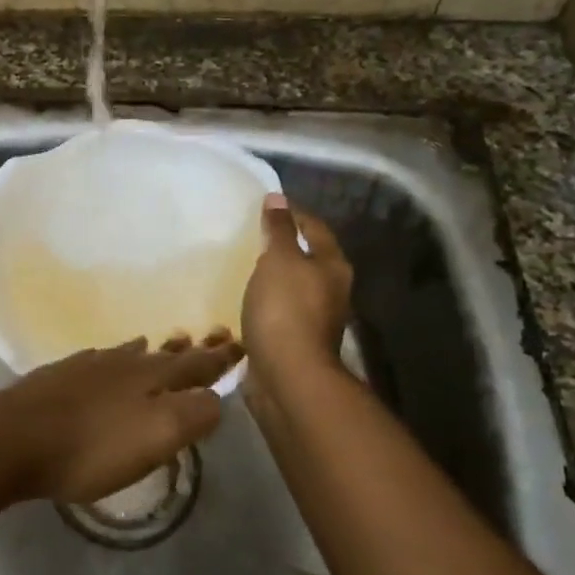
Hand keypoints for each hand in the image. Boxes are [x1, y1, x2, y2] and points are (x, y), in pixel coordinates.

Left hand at [0, 336, 242, 502]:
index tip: (240, 343)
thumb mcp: (156, 437)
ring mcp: (89, 367)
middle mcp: (124, 364)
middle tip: (212, 337)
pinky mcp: (60, 377)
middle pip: (166, 354)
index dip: (220, 358)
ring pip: (132, 353)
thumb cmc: (92, 446)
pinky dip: (117, 357)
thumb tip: (214, 399)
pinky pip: (101, 359)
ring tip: (169, 342)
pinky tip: (109, 359)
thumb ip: (193, 415)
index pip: (197, 365)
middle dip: (192, 349)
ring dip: (156, 350)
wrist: (15, 437)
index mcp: (152, 378)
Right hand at [241, 193, 352, 398]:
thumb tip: (277, 198)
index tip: (264, 204)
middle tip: (249, 233)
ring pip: (292, 286)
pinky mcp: (294, 341)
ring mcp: (314, 318)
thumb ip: (278, 229)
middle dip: (282, 246)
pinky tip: (242, 300)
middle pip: (307, 257)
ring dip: (272, 277)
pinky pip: (277, 312)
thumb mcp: (279, 260)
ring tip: (242, 265)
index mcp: (332, 266)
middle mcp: (331, 290)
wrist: (288, 376)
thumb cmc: (286, 310)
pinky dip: (263, 303)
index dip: (292, 212)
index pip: (314, 227)